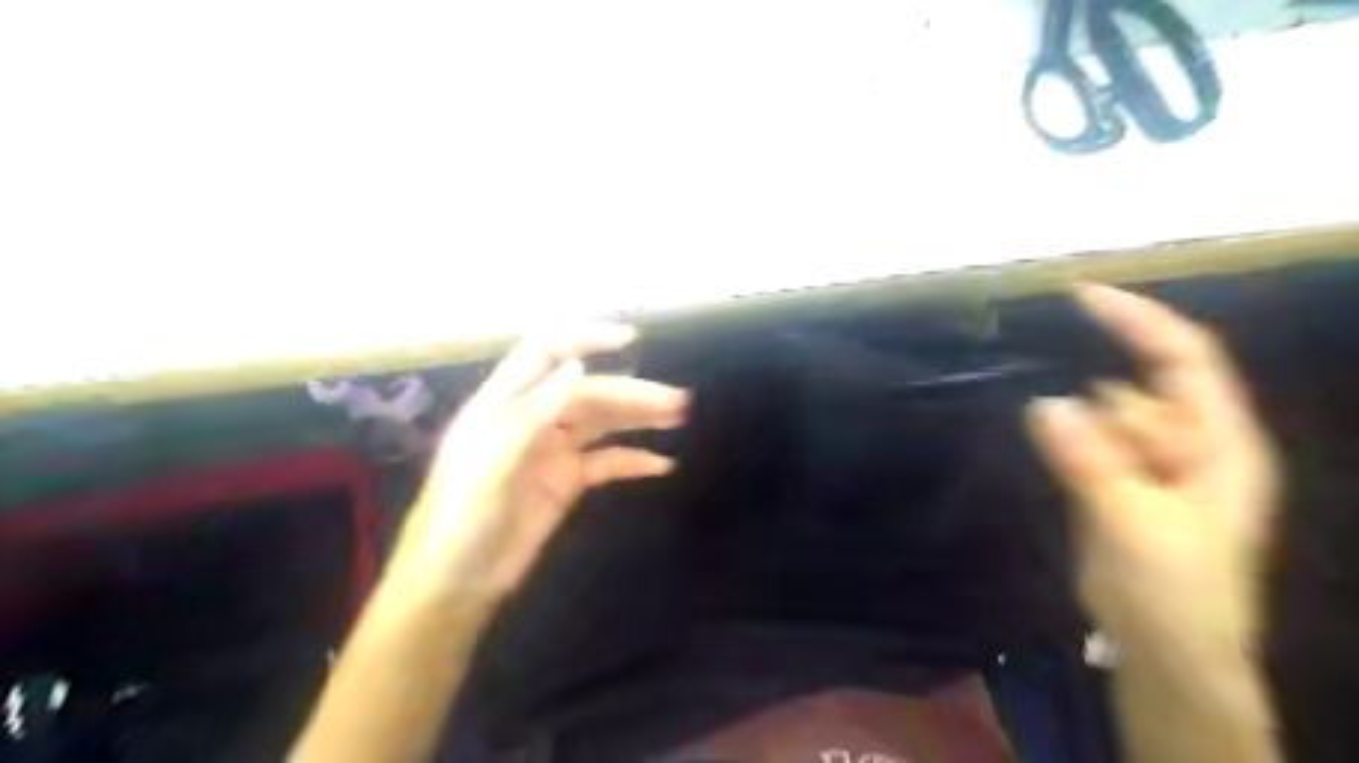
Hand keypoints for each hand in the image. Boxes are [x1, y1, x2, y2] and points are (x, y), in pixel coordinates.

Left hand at [394, 324, 689, 604]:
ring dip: (640, 418)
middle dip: (631, 391)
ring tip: (678, 417)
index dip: (586, 339)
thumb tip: (578, 368)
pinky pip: (606, 462)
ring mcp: (552, 450)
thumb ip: (536, 412)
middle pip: (588, 392)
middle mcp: (532, 418)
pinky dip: (633, 460)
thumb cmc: (463, 517)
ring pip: (602, 423)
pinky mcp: (566, 482)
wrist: (456, 583)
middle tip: (677, 401)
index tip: (631, 340)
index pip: (546, 353)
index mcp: (505, 403)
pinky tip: (662, 464)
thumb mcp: (495, 460)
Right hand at [1025, 287, 1282, 672]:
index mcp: (1222, 445)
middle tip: (1102, 482)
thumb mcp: (1135, 527)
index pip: (1185, 360)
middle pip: (1136, 392)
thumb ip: (1093, 463)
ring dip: (1083, 436)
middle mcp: (1190, 443)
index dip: (1139, 320)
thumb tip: (1044, 403)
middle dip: (1107, 420)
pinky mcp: (1115, 480)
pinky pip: (1085, 440)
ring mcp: (1150, 463)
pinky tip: (1058, 463)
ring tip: (1093, 497)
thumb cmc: (1174, 595)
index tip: (1080, 296)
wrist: (1163, 652)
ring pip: (1102, 417)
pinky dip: (1066, 442)